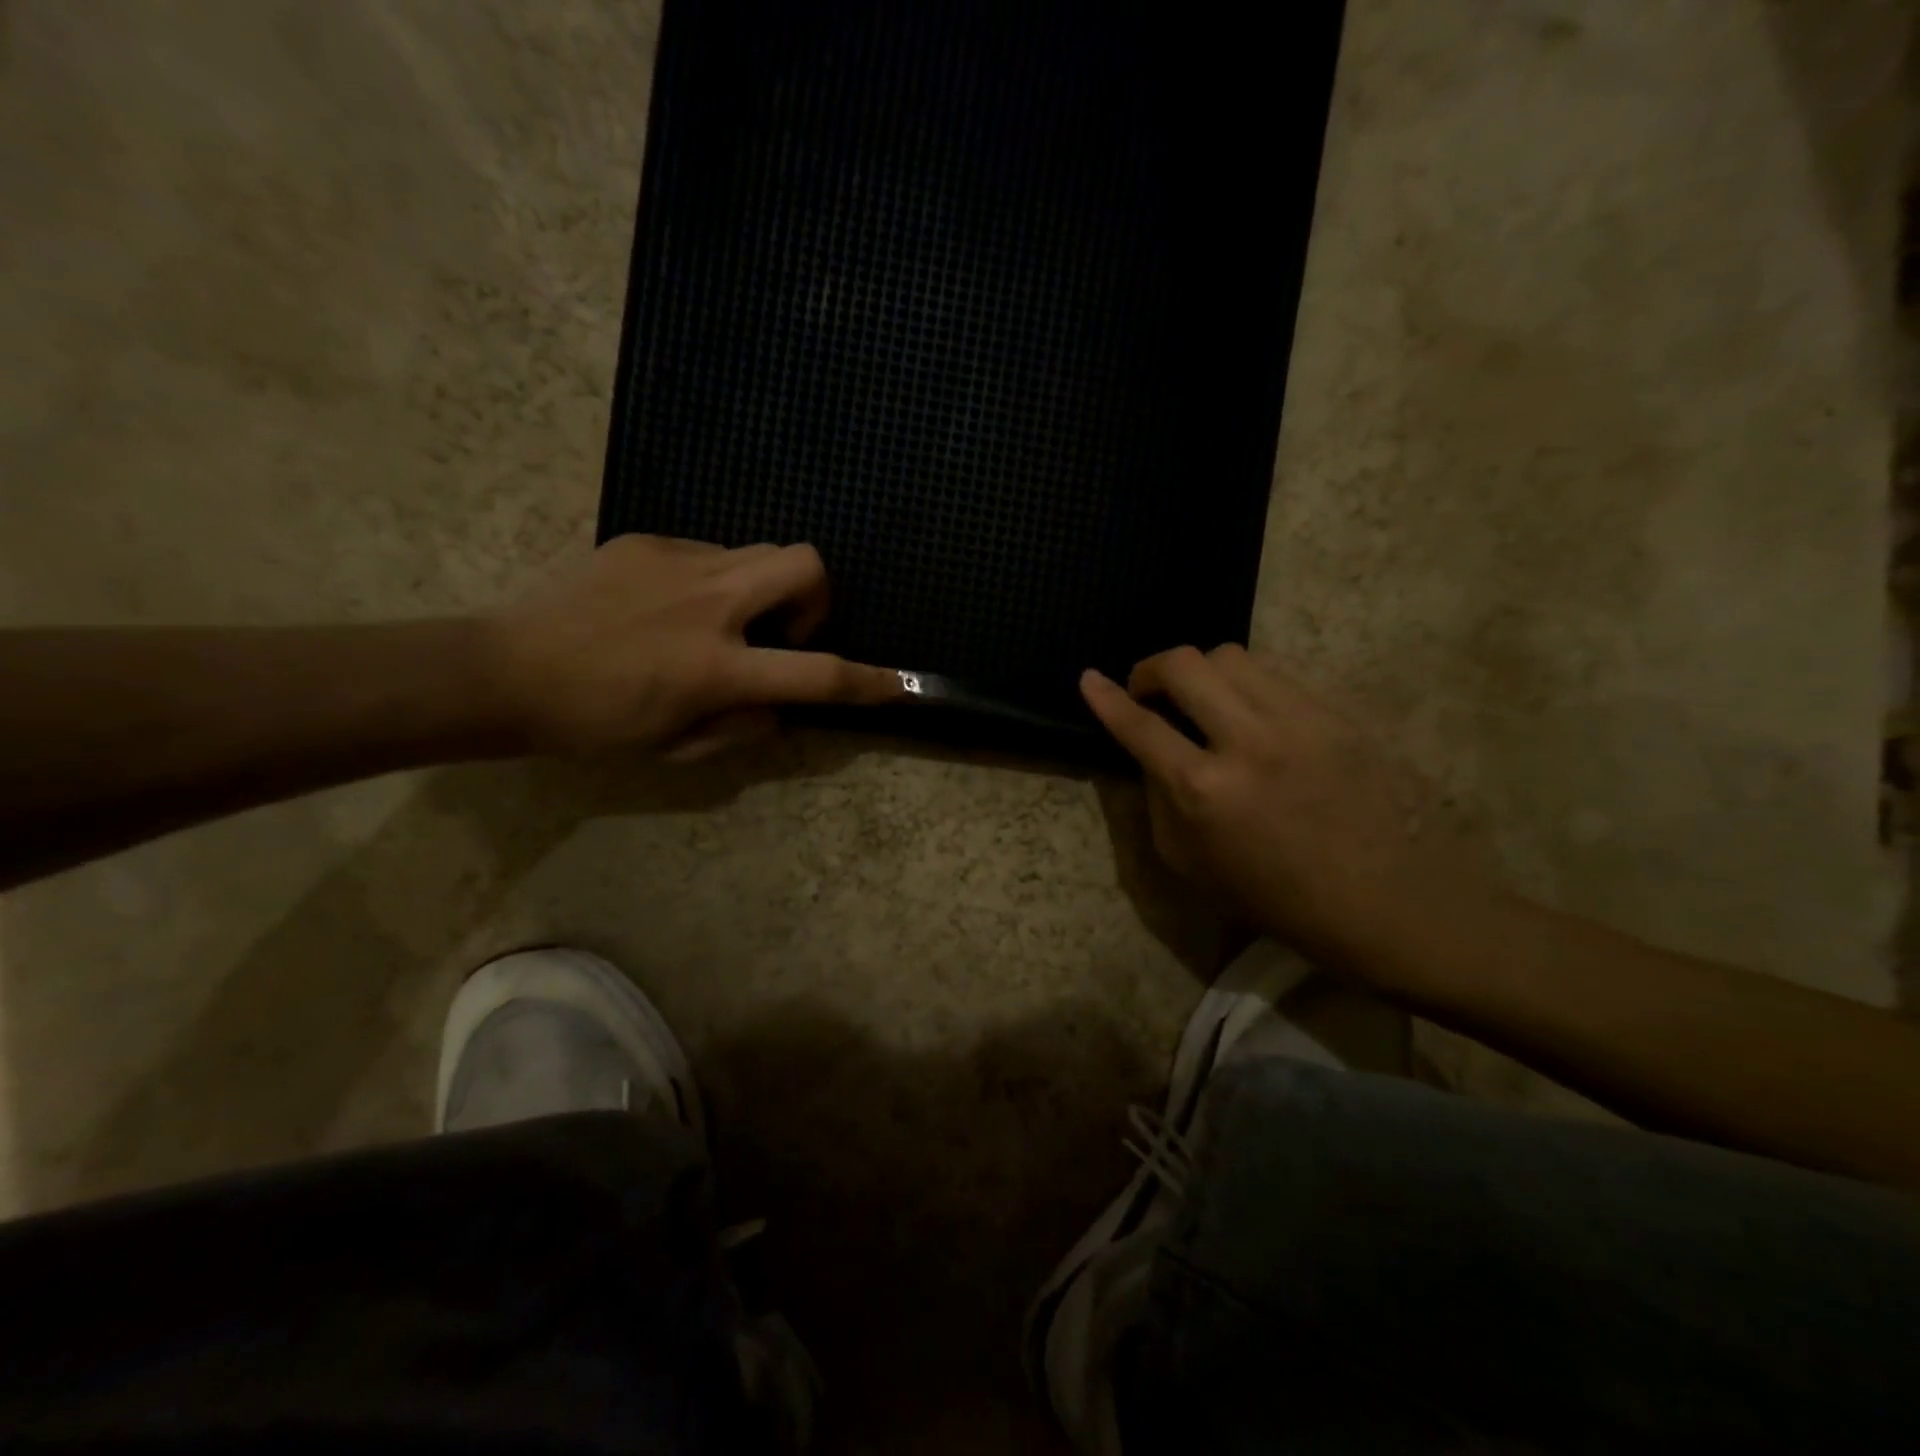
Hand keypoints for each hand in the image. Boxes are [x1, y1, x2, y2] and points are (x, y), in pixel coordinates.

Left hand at [484, 535, 900, 757]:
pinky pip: (708, 553)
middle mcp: (709, 605)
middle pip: (804, 564)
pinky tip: (669, 608)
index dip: (868, 681)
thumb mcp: (677, 745)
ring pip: (760, 550)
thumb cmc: (594, 723)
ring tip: (723, 621)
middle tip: (784, 631)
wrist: (504, 671)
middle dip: (818, 595)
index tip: (898, 684)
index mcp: (717, 667)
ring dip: (764, 588)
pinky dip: (712, 582)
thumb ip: (742, 725)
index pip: (817, 673)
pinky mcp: (646, 543)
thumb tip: (776, 705)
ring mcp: (677, 565)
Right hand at [1082, 645, 1470, 965]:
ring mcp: (1301, 721)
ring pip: (1232, 656)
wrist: (1392, 906)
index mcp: (1204, 791)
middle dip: (1152, 669)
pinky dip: (1247, 686)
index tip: (1088, 679)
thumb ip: (1160, 803)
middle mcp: (1248, 741)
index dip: (1106, 698)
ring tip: (1203, 702)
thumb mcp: (1193, 865)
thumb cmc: (1280, 900)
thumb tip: (1152, 757)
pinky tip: (1252, 715)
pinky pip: (1277, 675)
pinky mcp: (1339, 715)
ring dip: (1201, 672)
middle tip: (1149, 692)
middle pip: (1185, 664)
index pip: (1139, 725)